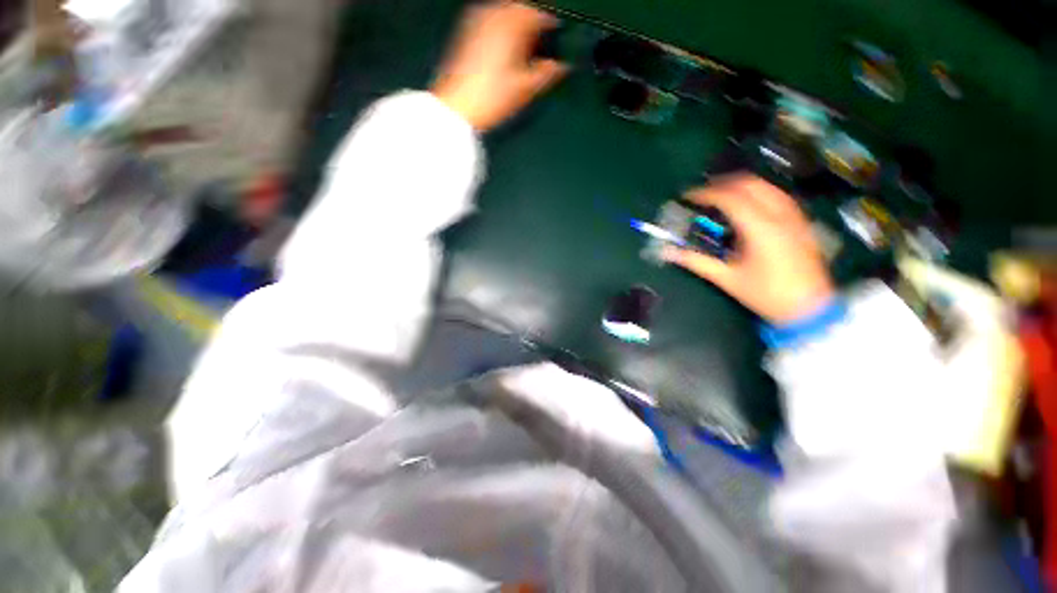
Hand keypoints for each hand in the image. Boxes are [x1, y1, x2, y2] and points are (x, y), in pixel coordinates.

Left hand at [431, 2, 567, 131]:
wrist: (457, 107)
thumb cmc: (494, 98)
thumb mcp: (525, 89)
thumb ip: (546, 74)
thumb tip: (562, 66)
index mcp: (512, 26)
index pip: (537, 14)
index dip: (549, 22)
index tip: (557, 33)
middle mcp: (494, 15)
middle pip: (519, 7)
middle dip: (532, 18)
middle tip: (540, 36)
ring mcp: (477, 21)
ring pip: (503, 9)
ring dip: (516, 19)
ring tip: (523, 40)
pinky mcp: (466, 31)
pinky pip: (489, 17)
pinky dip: (501, 24)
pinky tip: (503, 43)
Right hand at [664, 175, 834, 323]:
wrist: (809, 308)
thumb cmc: (766, 294)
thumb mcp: (727, 279)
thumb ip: (696, 262)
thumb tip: (669, 253)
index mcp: (761, 228)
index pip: (730, 198)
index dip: (705, 194)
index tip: (687, 197)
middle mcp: (780, 215)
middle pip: (749, 183)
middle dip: (722, 184)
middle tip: (702, 195)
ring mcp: (794, 216)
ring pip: (766, 186)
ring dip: (740, 186)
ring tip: (720, 197)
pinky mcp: (800, 222)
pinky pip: (777, 195)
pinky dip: (756, 193)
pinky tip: (746, 206)